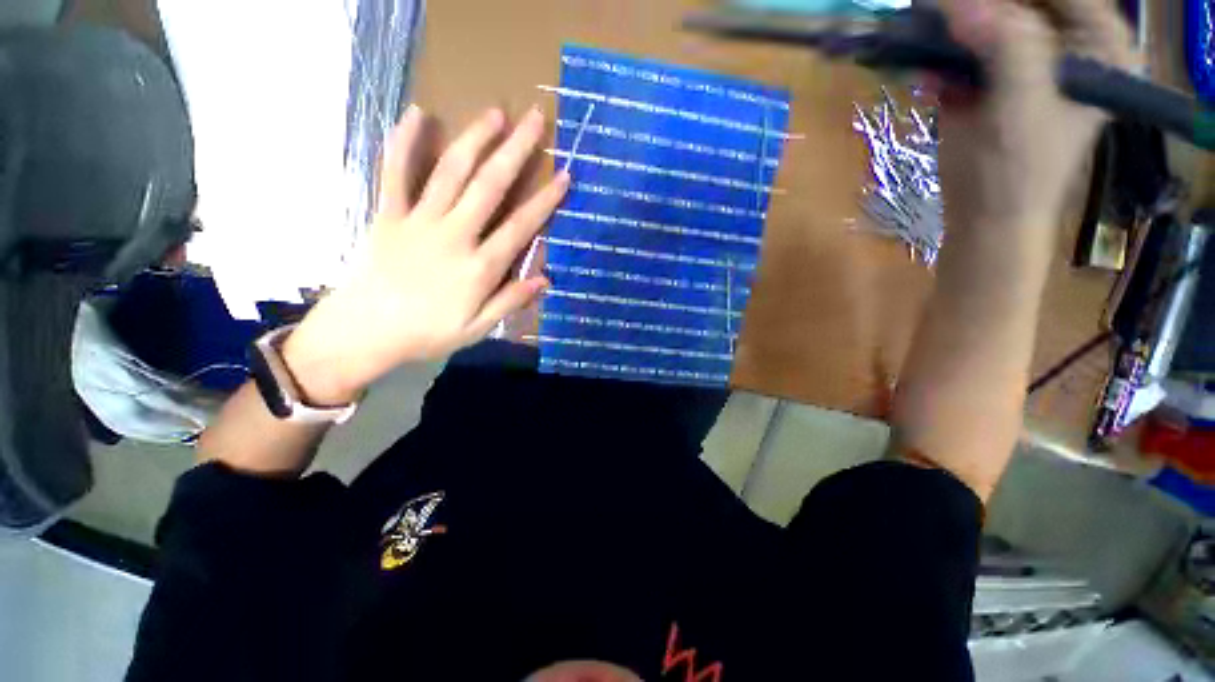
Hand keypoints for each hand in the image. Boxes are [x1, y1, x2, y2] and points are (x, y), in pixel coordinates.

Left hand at [283, 105, 569, 404]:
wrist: (366, 331)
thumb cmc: (428, 333)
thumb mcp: (478, 328)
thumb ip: (511, 301)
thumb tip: (546, 279)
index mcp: (479, 267)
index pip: (521, 227)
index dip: (545, 200)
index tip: (563, 175)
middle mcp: (453, 235)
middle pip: (489, 186)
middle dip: (515, 151)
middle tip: (533, 119)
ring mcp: (418, 221)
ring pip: (450, 172)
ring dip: (474, 139)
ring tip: (495, 112)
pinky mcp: (388, 214)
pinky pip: (395, 172)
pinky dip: (404, 142)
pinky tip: (418, 114)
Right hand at [937, 0, 1136, 240]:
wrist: (985, 215)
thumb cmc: (1018, 172)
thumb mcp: (1022, 109)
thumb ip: (1008, 49)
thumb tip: (962, 4)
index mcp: (1097, 43)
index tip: (964, 2)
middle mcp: (1066, 41)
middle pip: (1022, 0)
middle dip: (978, 7)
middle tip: (940, 13)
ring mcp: (1026, 56)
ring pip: (988, 17)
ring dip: (953, 29)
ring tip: (926, 40)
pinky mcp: (992, 74)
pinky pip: (964, 46)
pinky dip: (940, 54)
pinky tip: (928, 76)